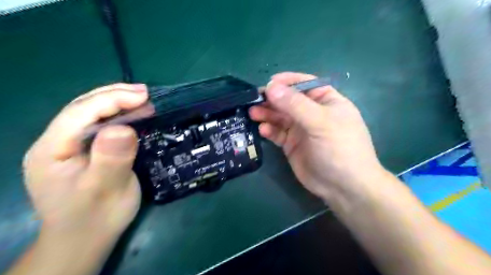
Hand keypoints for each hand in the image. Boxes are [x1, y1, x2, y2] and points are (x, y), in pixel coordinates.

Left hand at [23, 84, 148, 240]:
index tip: (144, 96)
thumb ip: (111, 158)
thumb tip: (124, 127)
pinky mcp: (84, 151)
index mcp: (52, 150)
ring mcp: (69, 146)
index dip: (112, 99)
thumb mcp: (106, 190)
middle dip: (114, 95)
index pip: (80, 113)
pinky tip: (133, 114)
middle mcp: (56, 142)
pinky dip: (119, 116)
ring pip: (91, 114)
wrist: (86, 239)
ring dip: (117, 103)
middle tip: (145, 92)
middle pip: (83, 108)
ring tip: (142, 98)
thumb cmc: (96, 217)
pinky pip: (100, 126)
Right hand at [251, 73, 384, 203]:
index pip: (304, 84)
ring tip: (253, 113)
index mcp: (326, 101)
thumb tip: (270, 87)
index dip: (287, 82)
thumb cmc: (339, 148)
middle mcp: (312, 112)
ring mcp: (301, 129)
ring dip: (267, 114)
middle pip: (288, 100)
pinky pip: (277, 133)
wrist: (343, 187)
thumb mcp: (320, 122)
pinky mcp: (291, 144)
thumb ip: (295, 104)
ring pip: (280, 116)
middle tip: (254, 100)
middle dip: (272, 99)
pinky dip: (269, 130)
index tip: (268, 83)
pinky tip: (263, 130)